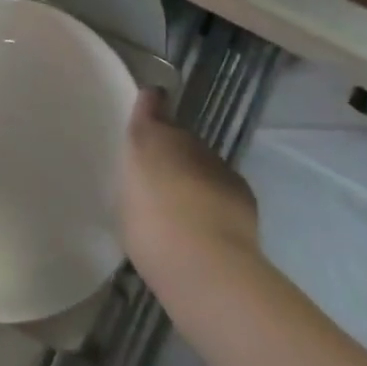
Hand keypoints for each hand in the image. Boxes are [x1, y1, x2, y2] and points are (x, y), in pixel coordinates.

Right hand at [120, 88, 261, 293]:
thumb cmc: (149, 231)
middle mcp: (184, 140)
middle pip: (177, 137)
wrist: (206, 264)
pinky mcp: (241, 187)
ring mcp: (216, 162)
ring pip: (201, 161)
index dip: (150, 103)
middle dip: (170, 154)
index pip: (151, 101)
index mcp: (147, 138)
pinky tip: (210, 225)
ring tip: (185, 211)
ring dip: (194, 176)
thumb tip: (144, 178)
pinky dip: (216, 196)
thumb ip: (135, 179)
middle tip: (160, 184)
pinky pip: (222, 184)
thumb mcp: (125, 202)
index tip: (148, 109)